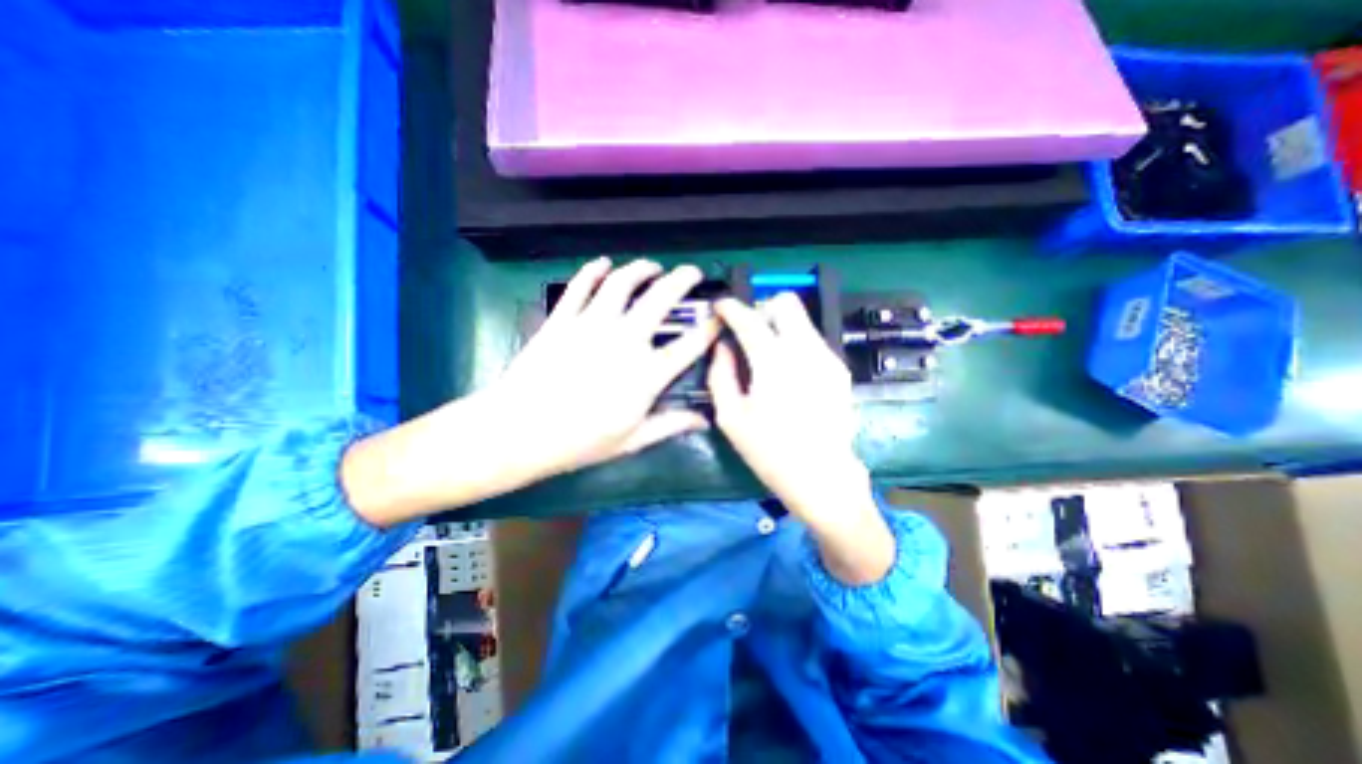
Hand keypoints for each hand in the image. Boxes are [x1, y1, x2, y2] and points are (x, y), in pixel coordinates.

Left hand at [347, 257, 717, 525]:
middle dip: (682, 279)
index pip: (690, 344)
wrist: (520, 431)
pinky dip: (593, 270)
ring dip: (641, 269)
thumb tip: (703, 420)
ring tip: (652, 266)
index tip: (719, 317)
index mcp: (647, 373)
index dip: (710, 328)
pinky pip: (581, 285)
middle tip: (691, 272)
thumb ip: (671, 425)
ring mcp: (593, 324)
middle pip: (661, 298)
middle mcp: (626, 340)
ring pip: (623, 283)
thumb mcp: (632, 440)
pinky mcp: (563, 318)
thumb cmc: (580, 441)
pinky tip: (603, 264)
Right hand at [715, 291, 894, 584]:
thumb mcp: (730, 417)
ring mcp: (827, 358)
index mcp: (773, 363)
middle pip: (786, 303)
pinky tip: (787, 373)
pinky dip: (794, 343)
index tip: (721, 307)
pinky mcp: (839, 370)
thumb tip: (722, 346)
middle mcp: (805, 351)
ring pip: (801, 320)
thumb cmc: (770, 451)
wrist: (822, 477)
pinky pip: (812, 340)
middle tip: (748, 331)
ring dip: (778, 326)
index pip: (750, 318)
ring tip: (765, 356)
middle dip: (762, 308)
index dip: (731, 308)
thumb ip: (720, 374)